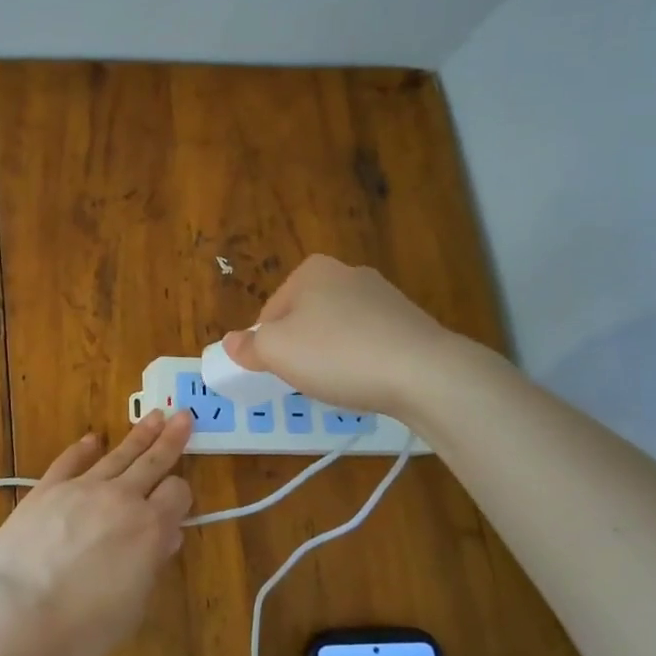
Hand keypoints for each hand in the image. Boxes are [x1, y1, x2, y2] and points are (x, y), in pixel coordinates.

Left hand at [0, 409, 193, 655]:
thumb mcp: (133, 605)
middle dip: (171, 439)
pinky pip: (70, 461)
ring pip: (117, 454)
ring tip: (154, 416)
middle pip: (152, 461)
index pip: (177, 494)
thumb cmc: (84, 626)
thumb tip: (166, 536)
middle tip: (183, 416)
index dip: (181, 495)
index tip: (179, 500)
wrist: (18, 614)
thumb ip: (151, 564)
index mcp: (150, 527)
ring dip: (138, 435)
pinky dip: (83, 448)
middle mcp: (121, 498)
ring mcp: (81, 488)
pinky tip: (93, 439)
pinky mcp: (47, 489)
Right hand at [220, 255, 452, 418]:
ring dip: (332, 356)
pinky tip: (368, 382)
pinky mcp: (411, 323)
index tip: (277, 371)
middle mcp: (349, 273)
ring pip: (339, 331)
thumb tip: (231, 343)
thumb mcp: (276, 352)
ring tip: (339, 384)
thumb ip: (248, 346)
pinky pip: (370, 344)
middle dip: (301, 348)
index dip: (267, 345)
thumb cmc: (337, 354)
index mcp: (312, 270)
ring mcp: (385, 297)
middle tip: (305, 379)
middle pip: (305, 318)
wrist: (424, 373)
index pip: (271, 311)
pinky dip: (363, 362)